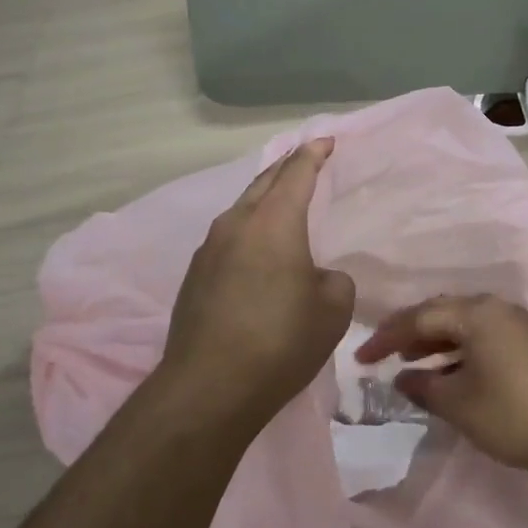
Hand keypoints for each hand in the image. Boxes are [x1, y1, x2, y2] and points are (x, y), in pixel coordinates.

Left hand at [162, 139, 356, 422]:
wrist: (209, 387)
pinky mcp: (195, 276)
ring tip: (282, 202)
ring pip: (242, 210)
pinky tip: (257, 250)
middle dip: (286, 168)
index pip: (296, 173)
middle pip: (263, 183)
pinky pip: (228, 237)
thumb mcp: (332, 309)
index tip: (325, 140)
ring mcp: (209, 249)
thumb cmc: (281, 341)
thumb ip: (333, 280)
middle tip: (305, 159)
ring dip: (264, 200)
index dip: (313, 154)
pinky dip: (248, 231)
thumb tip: (315, 276)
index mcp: (274, 222)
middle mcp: (236, 224)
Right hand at [356, 294, 527, 480]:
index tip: (361, 357)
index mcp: (476, 313)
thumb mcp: (458, 403)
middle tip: (382, 353)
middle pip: (440, 312)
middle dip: (409, 332)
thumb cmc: (511, 413)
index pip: (419, 317)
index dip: (387, 337)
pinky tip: (444, 370)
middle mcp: (494, 308)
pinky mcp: (524, 342)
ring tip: (408, 361)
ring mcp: (513, 323)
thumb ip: (423, 386)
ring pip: (461, 324)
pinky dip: (455, 349)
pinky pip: (478, 335)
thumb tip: (402, 378)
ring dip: (432, 340)